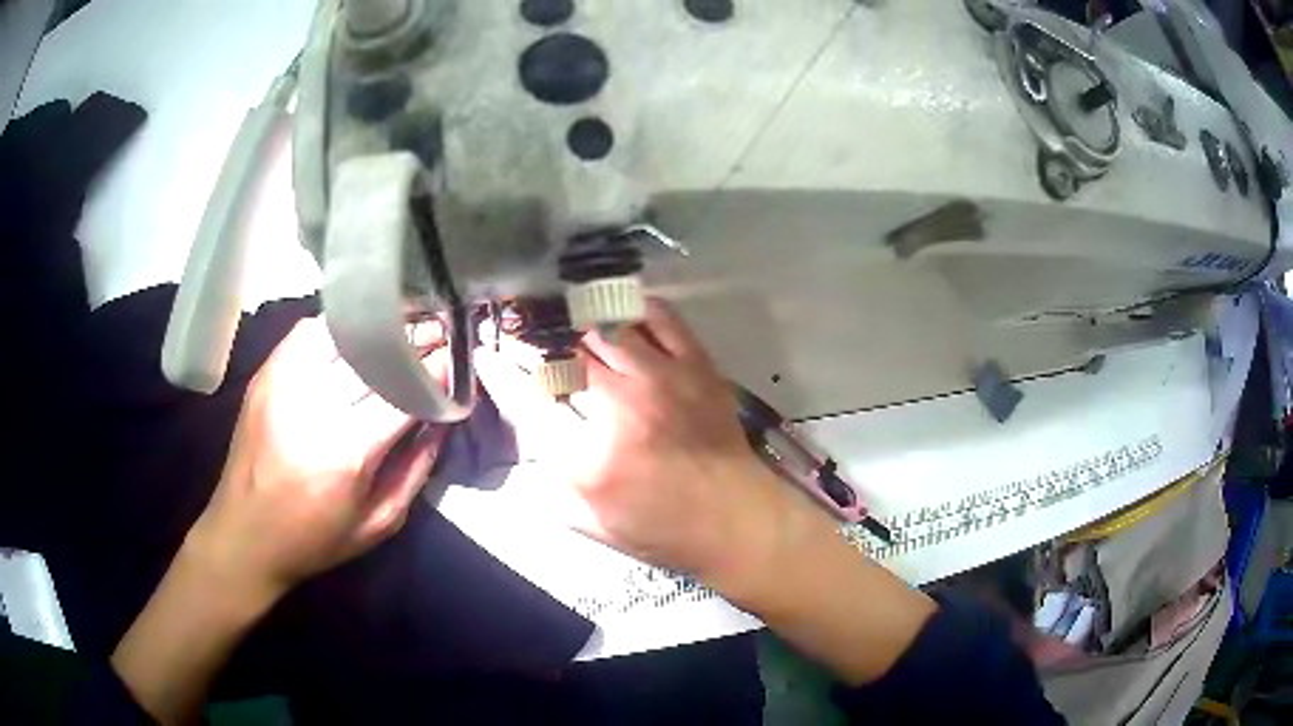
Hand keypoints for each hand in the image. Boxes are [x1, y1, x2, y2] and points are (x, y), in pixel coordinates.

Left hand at [189, 317, 447, 602]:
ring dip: (379, 331)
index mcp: (346, 453)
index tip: (456, 361)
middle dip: (414, 344)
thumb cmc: (314, 541)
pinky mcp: (265, 376)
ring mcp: (284, 384)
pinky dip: (337, 330)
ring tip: (403, 327)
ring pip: (343, 337)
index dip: (434, 375)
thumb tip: (440, 420)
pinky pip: (308, 333)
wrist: (244, 537)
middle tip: (440, 332)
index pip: (402, 395)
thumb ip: (416, 469)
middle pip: (375, 360)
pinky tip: (354, 337)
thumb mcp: (379, 523)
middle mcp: (314, 408)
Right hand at [477, 300, 810, 595]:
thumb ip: (550, 484)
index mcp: (589, 458)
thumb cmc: (662, 529)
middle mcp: (620, 409)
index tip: (489, 355)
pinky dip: (635, 309)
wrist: (734, 518)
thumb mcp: (591, 523)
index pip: (529, 401)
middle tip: (522, 335)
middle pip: (562, 358)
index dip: (501, 373)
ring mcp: (662, 380)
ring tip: (565, 322)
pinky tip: (620, 312)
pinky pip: (661, 318)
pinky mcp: (696, 366)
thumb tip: (529, 440)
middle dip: (534, 343)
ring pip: (605, 330)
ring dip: (577, 325)